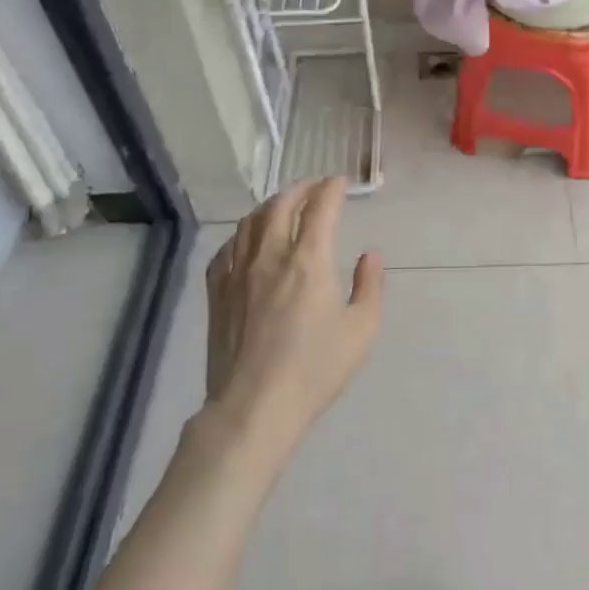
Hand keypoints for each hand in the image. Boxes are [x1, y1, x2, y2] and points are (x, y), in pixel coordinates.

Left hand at [200, 178, 383, 467]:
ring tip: (282, 205)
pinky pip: (227, 248)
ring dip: (270, 205)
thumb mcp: (361, 330)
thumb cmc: (314, 369)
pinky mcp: (217, 292)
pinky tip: (247, 241)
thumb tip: (370, 255)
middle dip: (301, 189)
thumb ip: (369, 285)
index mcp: (309, 260)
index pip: (320, 207)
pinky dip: (242, 234)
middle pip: (281, 204)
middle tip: (314, 187)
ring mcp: (238, 272)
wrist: (254, 407)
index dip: (332, 188)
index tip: (340, 182)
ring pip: (250, 221)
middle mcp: (270, 255)